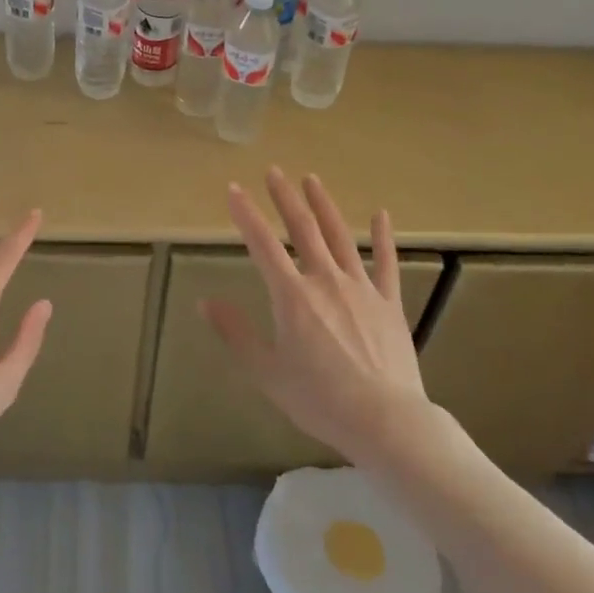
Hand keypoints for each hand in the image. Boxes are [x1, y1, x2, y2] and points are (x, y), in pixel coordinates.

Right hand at [205, 167, 431, 463]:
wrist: (385, 421)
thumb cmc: (319, 399)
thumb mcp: (266, 371)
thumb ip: (236, 333)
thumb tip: (205, 303)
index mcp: (292, 296)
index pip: (262, 244)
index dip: (246, 214)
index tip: (234, 189)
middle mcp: (325, 280)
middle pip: (302, 229)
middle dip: (285, 198)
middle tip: (274, 171)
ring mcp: (361, 288)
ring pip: (339, 236)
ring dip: (324, 205)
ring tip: (311, 180)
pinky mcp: (389, 302)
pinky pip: (386, 263)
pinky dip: (384, 237)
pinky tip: (381, 214)